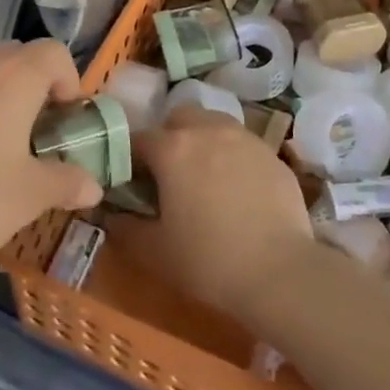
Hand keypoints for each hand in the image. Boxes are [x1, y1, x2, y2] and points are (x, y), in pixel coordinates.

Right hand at [121, 106, 314, 322]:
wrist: (279, 272)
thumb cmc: (208, 260)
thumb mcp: (154, 251)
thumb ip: (125, 228)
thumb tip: (111, 215)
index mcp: (173, 148)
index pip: (138, 139)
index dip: (130, 159)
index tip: (131, 182)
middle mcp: (208, 130)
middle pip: (180, 117)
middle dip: (170, 137)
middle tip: (170, 174)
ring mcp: (245, 138)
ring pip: (215, 124)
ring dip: (204, 141)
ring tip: (206, 178)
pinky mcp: (273, 154)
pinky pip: (244, 146)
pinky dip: (234, 158)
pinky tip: (239, 192)